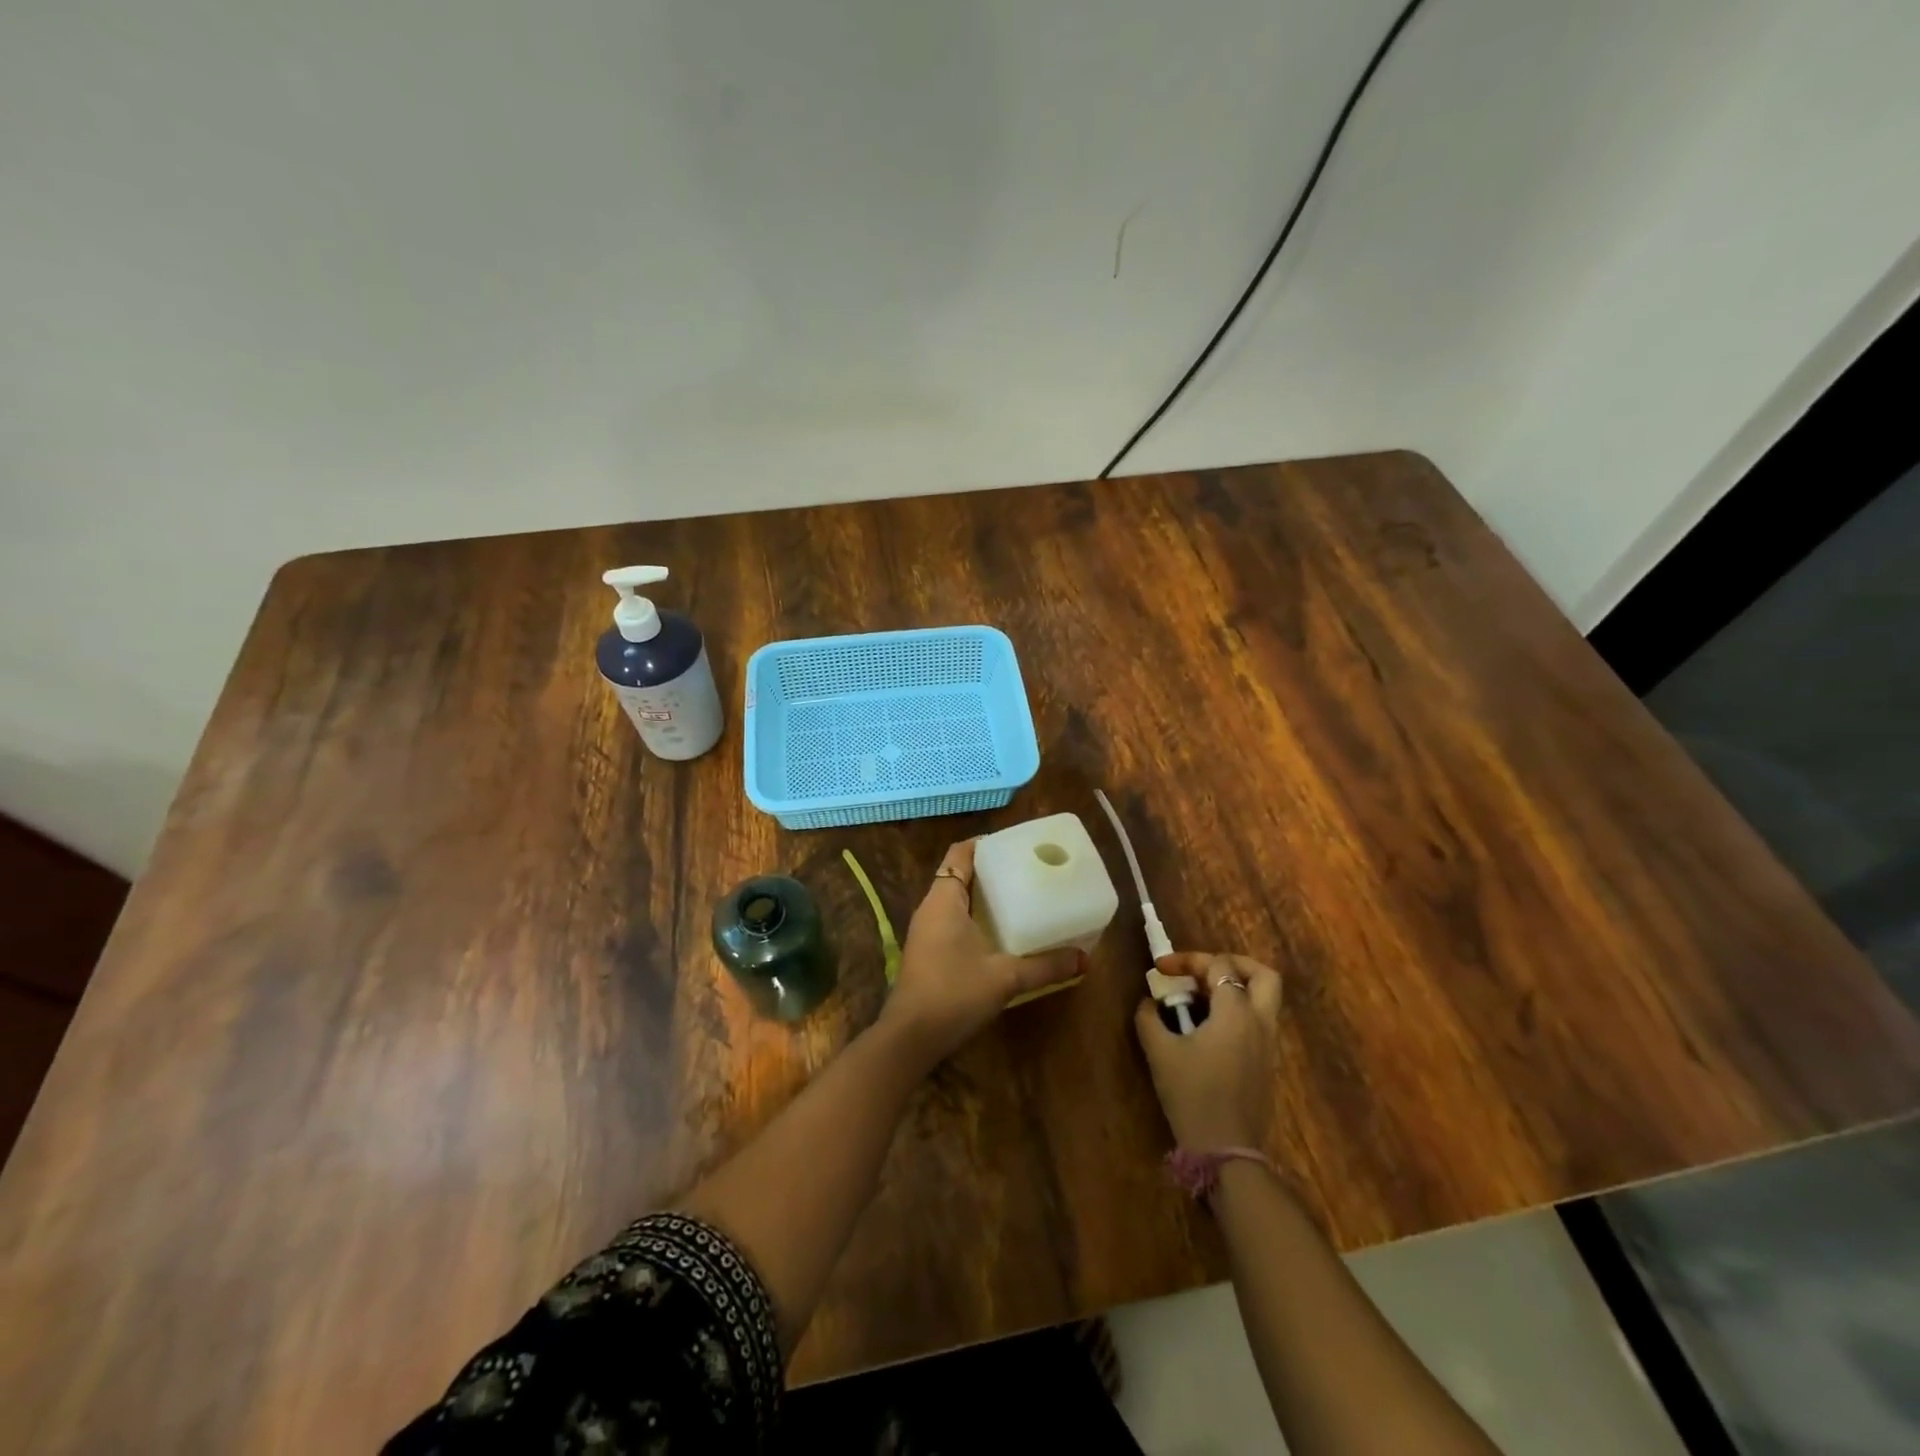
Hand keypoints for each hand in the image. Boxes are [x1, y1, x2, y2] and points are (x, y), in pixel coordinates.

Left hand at [878, 839, 1084, 1067]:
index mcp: (944, 899)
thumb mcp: (1005, 978)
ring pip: (955, 899)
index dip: (985, 844)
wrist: (911, 1037)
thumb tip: (1084, 959)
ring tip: (1019, 898)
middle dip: (990, 870)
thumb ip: (1045, 966)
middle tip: (1026, 871)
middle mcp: (931, 907)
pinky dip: (974, 917)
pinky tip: (1000, 932)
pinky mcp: (927, 951)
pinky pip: (952, 920)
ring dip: (982, 896)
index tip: (1015, 846)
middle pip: (959, 873)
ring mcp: (926, 931)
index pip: (960, 853)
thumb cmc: (954, 993)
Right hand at [1135, 952, 1283, 1149]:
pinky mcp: (1266, 1065)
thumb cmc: (1193, 1094)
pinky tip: (1207, 1029)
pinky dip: (1236, 1013)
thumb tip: (1149, 1002)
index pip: (1220, 965)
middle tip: (1202, 971)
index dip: (1188, 960)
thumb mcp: (1160, 1052)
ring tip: (1198, 999)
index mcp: (1236, 1011)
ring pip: (1263, 1000)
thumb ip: (1149, 1017)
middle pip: (1262, 975)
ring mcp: (1268, 1045)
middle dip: (1233, 964)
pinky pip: (1257, 1023)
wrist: (1226, 1151)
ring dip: (1233, 989)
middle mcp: (1260, 1022)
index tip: (1160, 970)